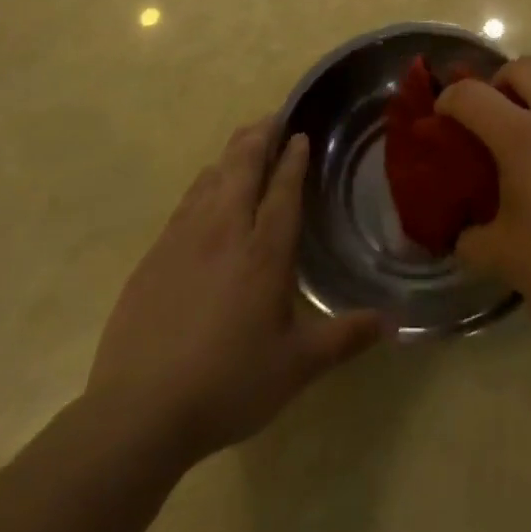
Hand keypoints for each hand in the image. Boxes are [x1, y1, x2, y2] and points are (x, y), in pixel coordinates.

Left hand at [87, 118, 381, 461]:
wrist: (137, 413)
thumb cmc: (227, 384)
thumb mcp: (297, 367)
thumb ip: (345, 338)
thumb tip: (393, 322)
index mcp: (264, 251)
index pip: (283, 188)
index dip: (294, 158)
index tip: (301, 134)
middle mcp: (225, 231)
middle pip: (243, 166)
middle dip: (261, 136)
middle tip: (274, 118)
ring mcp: (184, 239)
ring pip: (212, 177)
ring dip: (231, 154)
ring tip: (245, 142)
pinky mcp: (154, 255)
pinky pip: (186, 201)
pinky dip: (204, 183)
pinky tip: (205, 188)